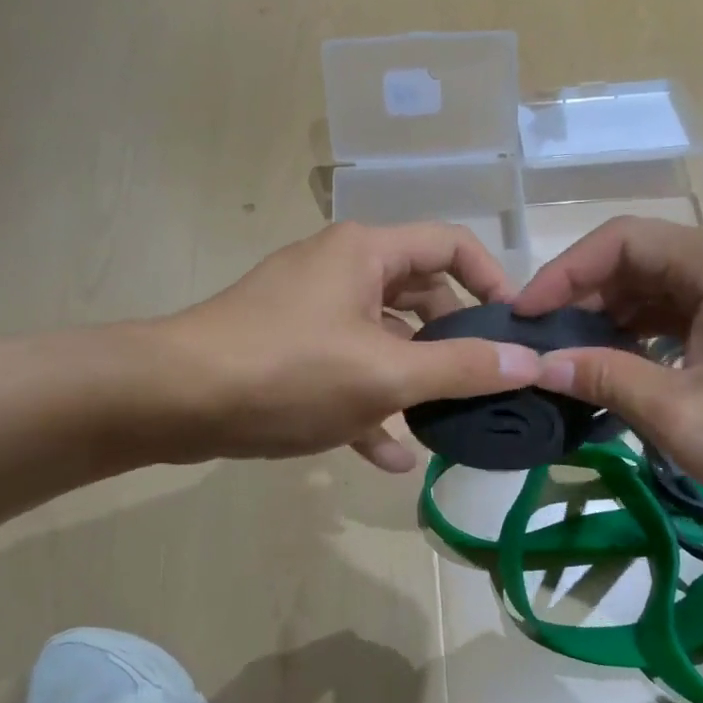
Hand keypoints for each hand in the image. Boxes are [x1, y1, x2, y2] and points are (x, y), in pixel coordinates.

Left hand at [163, 222, 541, 471]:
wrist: (172, 400)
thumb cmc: (289, 371)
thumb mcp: (385, 373)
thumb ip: (461, 368)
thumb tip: (530, 361)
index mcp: (366, 253)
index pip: (450, 245)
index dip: (491, 280)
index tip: (515, 329)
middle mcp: (340, 270)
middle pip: (418, 295)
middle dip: (453, 340)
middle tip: (484, 382)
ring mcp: (310, 311)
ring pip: (382, 338)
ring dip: (413, 379)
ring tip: (447, 422)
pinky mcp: (288, 350)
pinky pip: (345, 370)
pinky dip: (370, 404)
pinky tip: (391, 458)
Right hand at [511, 217, 702, 527]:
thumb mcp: (688, 417)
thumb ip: (607, 379)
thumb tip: (542, 362)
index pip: (620, 241)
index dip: (563, 273)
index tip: (524, 316)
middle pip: (640, 259)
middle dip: (585, 298)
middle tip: (543, 344)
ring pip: (663, 286)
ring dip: (615, 318)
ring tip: (574, 359)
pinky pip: (690, 310)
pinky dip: (650, 334)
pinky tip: (626, 368)